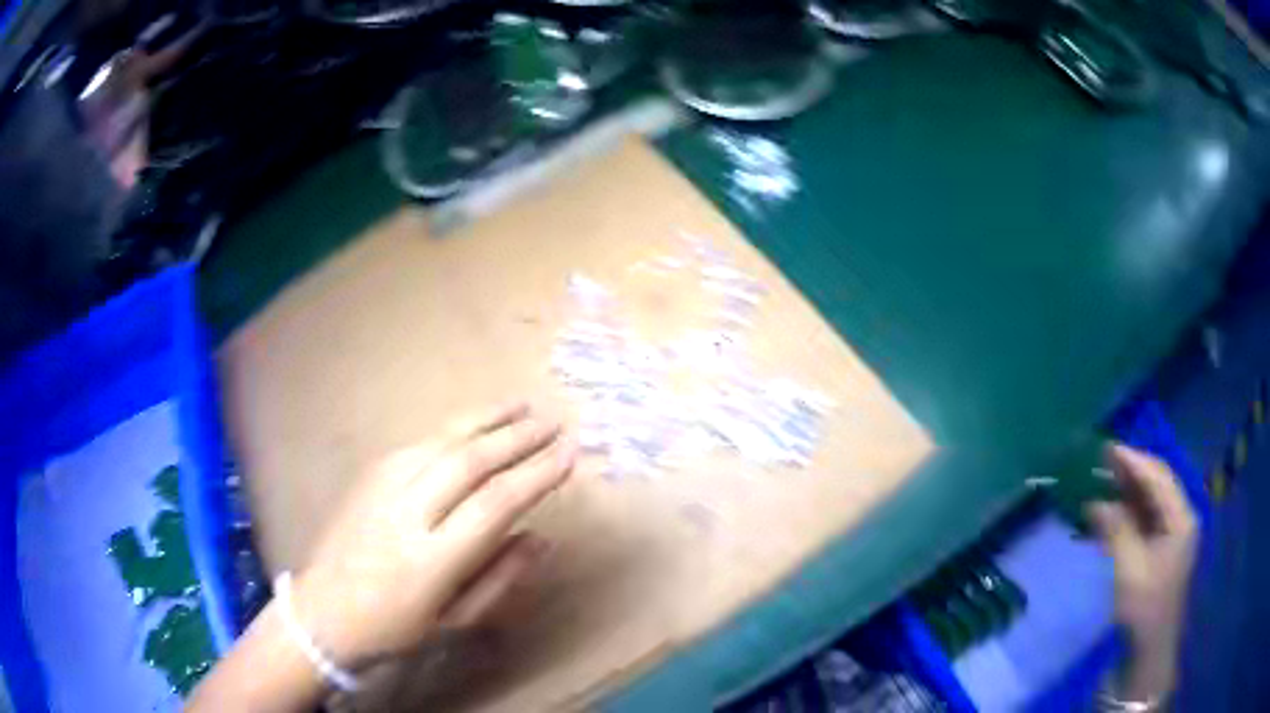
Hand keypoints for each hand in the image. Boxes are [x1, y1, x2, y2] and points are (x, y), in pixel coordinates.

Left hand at [292, 401, 575, 668]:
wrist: (323, 612)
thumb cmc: (395, 628)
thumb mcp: (455, 621)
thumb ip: (500, 578)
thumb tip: (540, 537)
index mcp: (430, 561)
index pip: (494, 505)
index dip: (536, 475)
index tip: (569, 455)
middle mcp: (405, 515)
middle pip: (469, 462)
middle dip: (517, 437)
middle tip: (553, 421)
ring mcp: (381, 489)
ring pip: (441, 441)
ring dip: (486, 420)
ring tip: (522, 406)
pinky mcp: (367, 477)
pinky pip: (417, 443)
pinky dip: (452, 429)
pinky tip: (473, 423)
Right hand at [1086, 444, 1197, 700]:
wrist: (1150, 647)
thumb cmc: (1145, 606)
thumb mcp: (1130, 569)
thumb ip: (1117, 531)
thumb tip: (1097, 502)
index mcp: (1181, 518)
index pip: (1159, 479)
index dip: (1135, 462)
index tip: (1109, 450)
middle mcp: (1180, 519)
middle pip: (1157, 486)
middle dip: (1131, 473)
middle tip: (1104, 460)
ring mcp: (1172, 535)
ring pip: (1150, 504)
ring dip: (1127, 494)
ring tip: (1103, 482)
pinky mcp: (1161, 550)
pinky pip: (1145, 523)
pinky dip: (1127, 516)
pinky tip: (1109, 515)